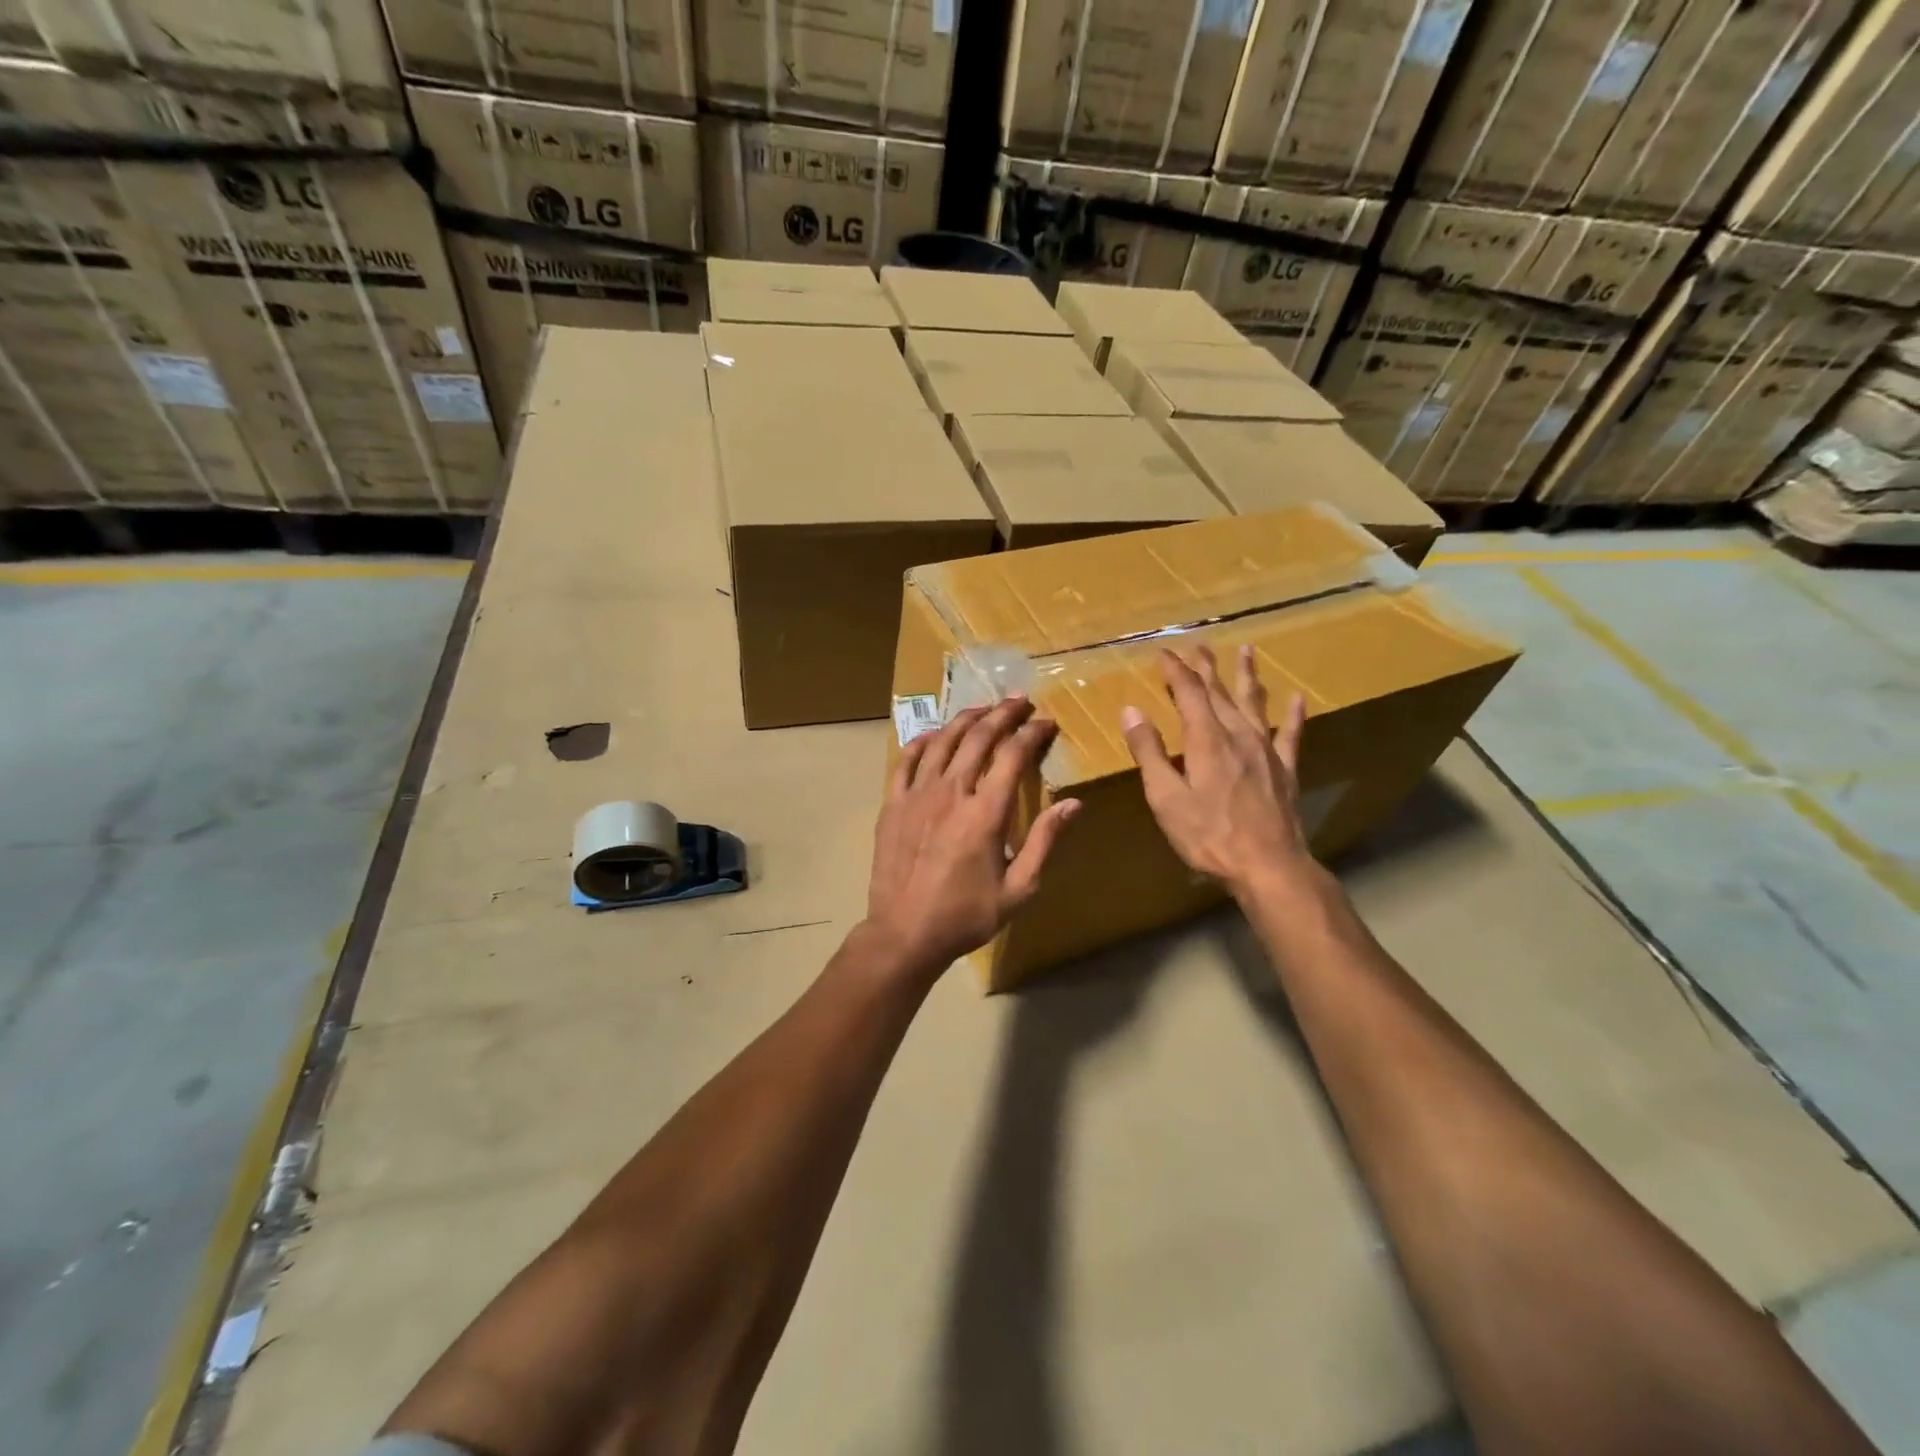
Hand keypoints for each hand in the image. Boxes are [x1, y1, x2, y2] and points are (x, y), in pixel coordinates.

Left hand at [863, 696, 1079, 976]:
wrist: (905, 933)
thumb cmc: (966, 915)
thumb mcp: (1019, 889)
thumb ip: (1044, 841)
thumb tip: (1072, 803)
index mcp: (986, 813)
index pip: (1013, 755)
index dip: (1032, 733)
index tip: (1046, 722)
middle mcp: (951, 792)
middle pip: (979, 738)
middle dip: (1002, 714)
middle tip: (1019, 701)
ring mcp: (917, 795)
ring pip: (943, 741)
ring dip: (966, 719)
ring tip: (983, 709)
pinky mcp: (893, 804)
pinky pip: (906, 761)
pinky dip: (923, 742)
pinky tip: (935, 735)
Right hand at [1121, 644, 1314, 897]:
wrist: (1268, 865)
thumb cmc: (1209, 835)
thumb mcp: (1166, 797)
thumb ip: (1149, 752)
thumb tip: (1131, 710)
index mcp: (1206, 740)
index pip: (1188, 692)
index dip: (1174, 670)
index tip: (1162, 652)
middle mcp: (1238, 735)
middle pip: (1220, 692)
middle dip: (1206, 667)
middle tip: (1198, 645)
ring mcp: (1266, 750)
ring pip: (1254, 703)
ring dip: (1247, 676)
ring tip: (1246, 651)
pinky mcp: (1285, 769)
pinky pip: (1290, 734)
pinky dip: (1292, 714)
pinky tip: (1297, 698)